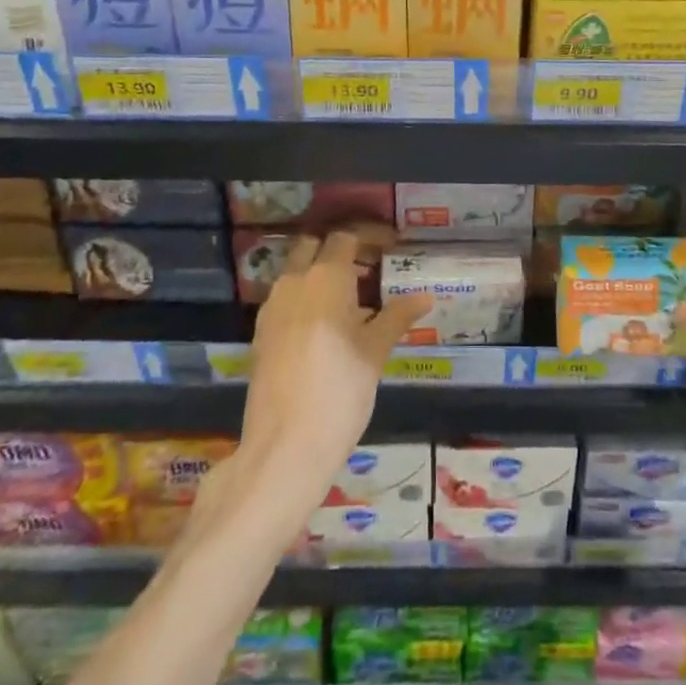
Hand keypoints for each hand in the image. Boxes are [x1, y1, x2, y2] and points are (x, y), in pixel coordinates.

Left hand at [238, 227, 429, 486]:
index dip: (369, 237)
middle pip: (314, 246)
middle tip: (368, 267)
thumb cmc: (340, 391)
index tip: (390, 246)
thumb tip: (425, 297)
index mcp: (326, 277)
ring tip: (351, 298)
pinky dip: (304, 296)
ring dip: (319, 272)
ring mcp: (272, 307)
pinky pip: (285, 297)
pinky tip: (325, 325)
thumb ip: (397, 317)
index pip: (346, 238)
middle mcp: (294, 281)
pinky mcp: (260, 333)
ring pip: (296, 271)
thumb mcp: (375, 352)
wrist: (284, 447)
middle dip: (339, 249)